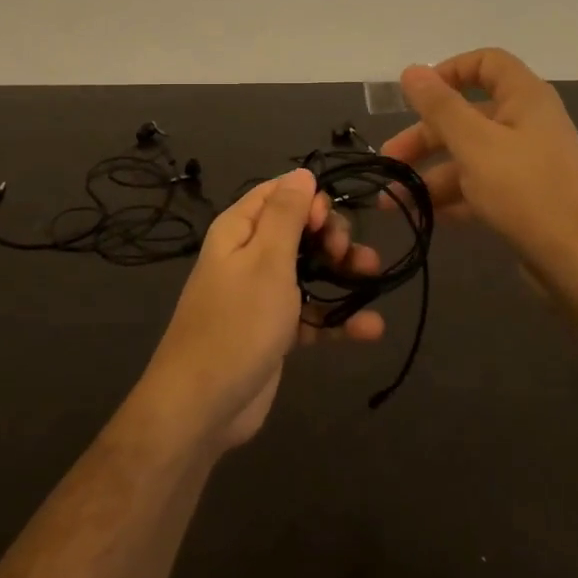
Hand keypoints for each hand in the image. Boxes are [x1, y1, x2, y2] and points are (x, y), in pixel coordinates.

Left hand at [137, 169, 383, 450]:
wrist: (203, 405)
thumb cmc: (237, 322)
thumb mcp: (266, 260)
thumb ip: (286, 214)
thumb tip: (302, 172)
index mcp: (239, 230)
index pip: (278, 194)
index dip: (310, 200)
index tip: (327, 223)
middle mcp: (249, 257)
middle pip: (299, 231)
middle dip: (331, 238)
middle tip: (347, 255)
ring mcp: (262, 296)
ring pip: (310, 272)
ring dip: (342, 274)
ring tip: (373, 278)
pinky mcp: (275, 331)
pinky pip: (311, 314)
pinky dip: (338, 318)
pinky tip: (370, 328)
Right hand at [379, 49, 577, 289]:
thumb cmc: (527, 191)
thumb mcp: (475, 144)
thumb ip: (440, 107)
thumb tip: (412, 70)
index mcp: (524, 99)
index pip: (486, 63)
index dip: (449, 71)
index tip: (416, 95)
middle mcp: (527, 124)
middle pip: (467, 116)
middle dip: (424, 137)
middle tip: (389, 159)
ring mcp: (526, 163)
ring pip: (469, 156)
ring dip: (430, 174)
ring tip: (394, 200)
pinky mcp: (523, 198)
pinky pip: (480, 187)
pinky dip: (453, 198)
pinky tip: (425, 216)